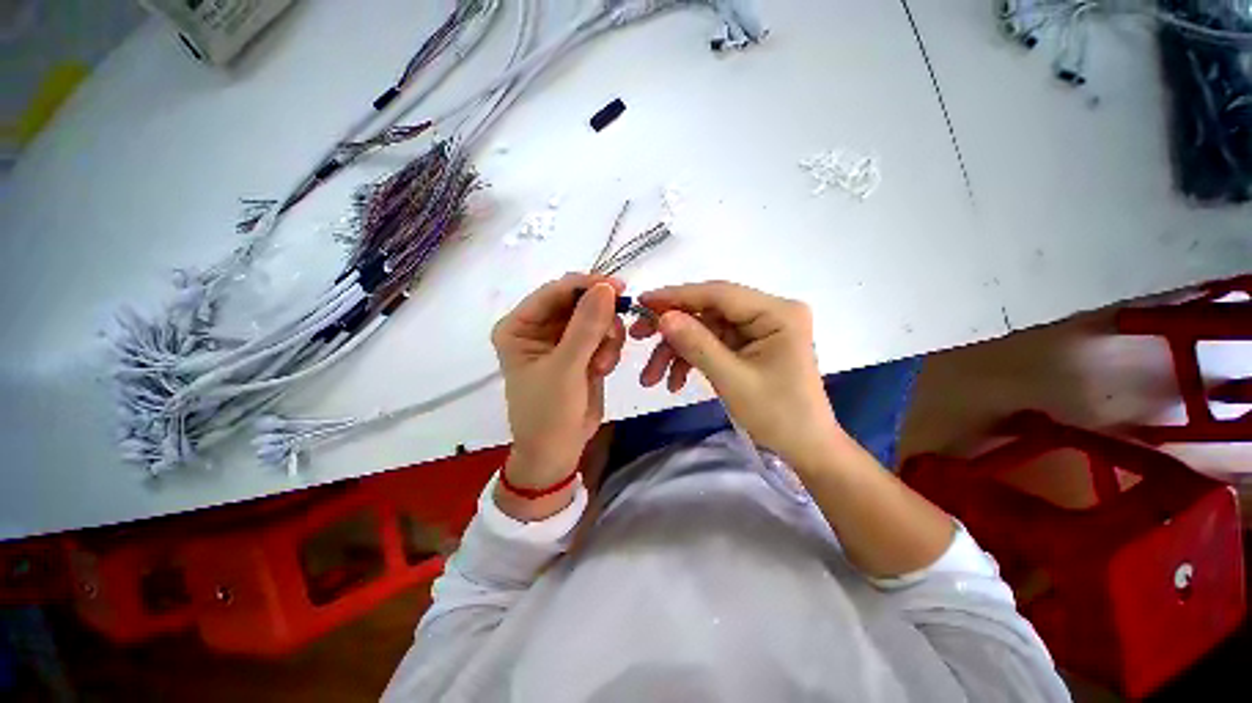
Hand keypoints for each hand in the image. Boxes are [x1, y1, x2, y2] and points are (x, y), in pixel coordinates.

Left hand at [491, 274, 625, 489]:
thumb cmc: (549, 412)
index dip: (585, 286)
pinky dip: (610, 348)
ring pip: (596, 317)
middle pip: (578, 302)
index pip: (554, 292)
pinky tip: (604, 368)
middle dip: (600, 317)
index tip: (618, 286)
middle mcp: (539, 327)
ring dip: (607, 337)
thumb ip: (586, 326)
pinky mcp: (581, 351)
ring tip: (603, 364)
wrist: (558, 450)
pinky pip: (603, 334)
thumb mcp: (566, 368)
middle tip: (615, 334)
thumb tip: (606, 286)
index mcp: (520, 326)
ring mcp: (562, 339)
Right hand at [630, 281, 843, 464]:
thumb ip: (697, 344)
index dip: (677, 296)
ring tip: (652, 378)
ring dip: (677, 351)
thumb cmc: (777, 415)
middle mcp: (769, 312)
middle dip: (672, 329)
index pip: (719, 293)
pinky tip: (674, 382)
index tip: (642, 302)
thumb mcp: (732, 379)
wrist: (804, 448)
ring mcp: (759, 329)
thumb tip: (663, 317)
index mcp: (777, 312)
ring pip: (705, 330)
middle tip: (637, 337)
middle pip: (709, 311)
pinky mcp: (750, 345)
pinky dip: (691, 360)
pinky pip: (713, 344)